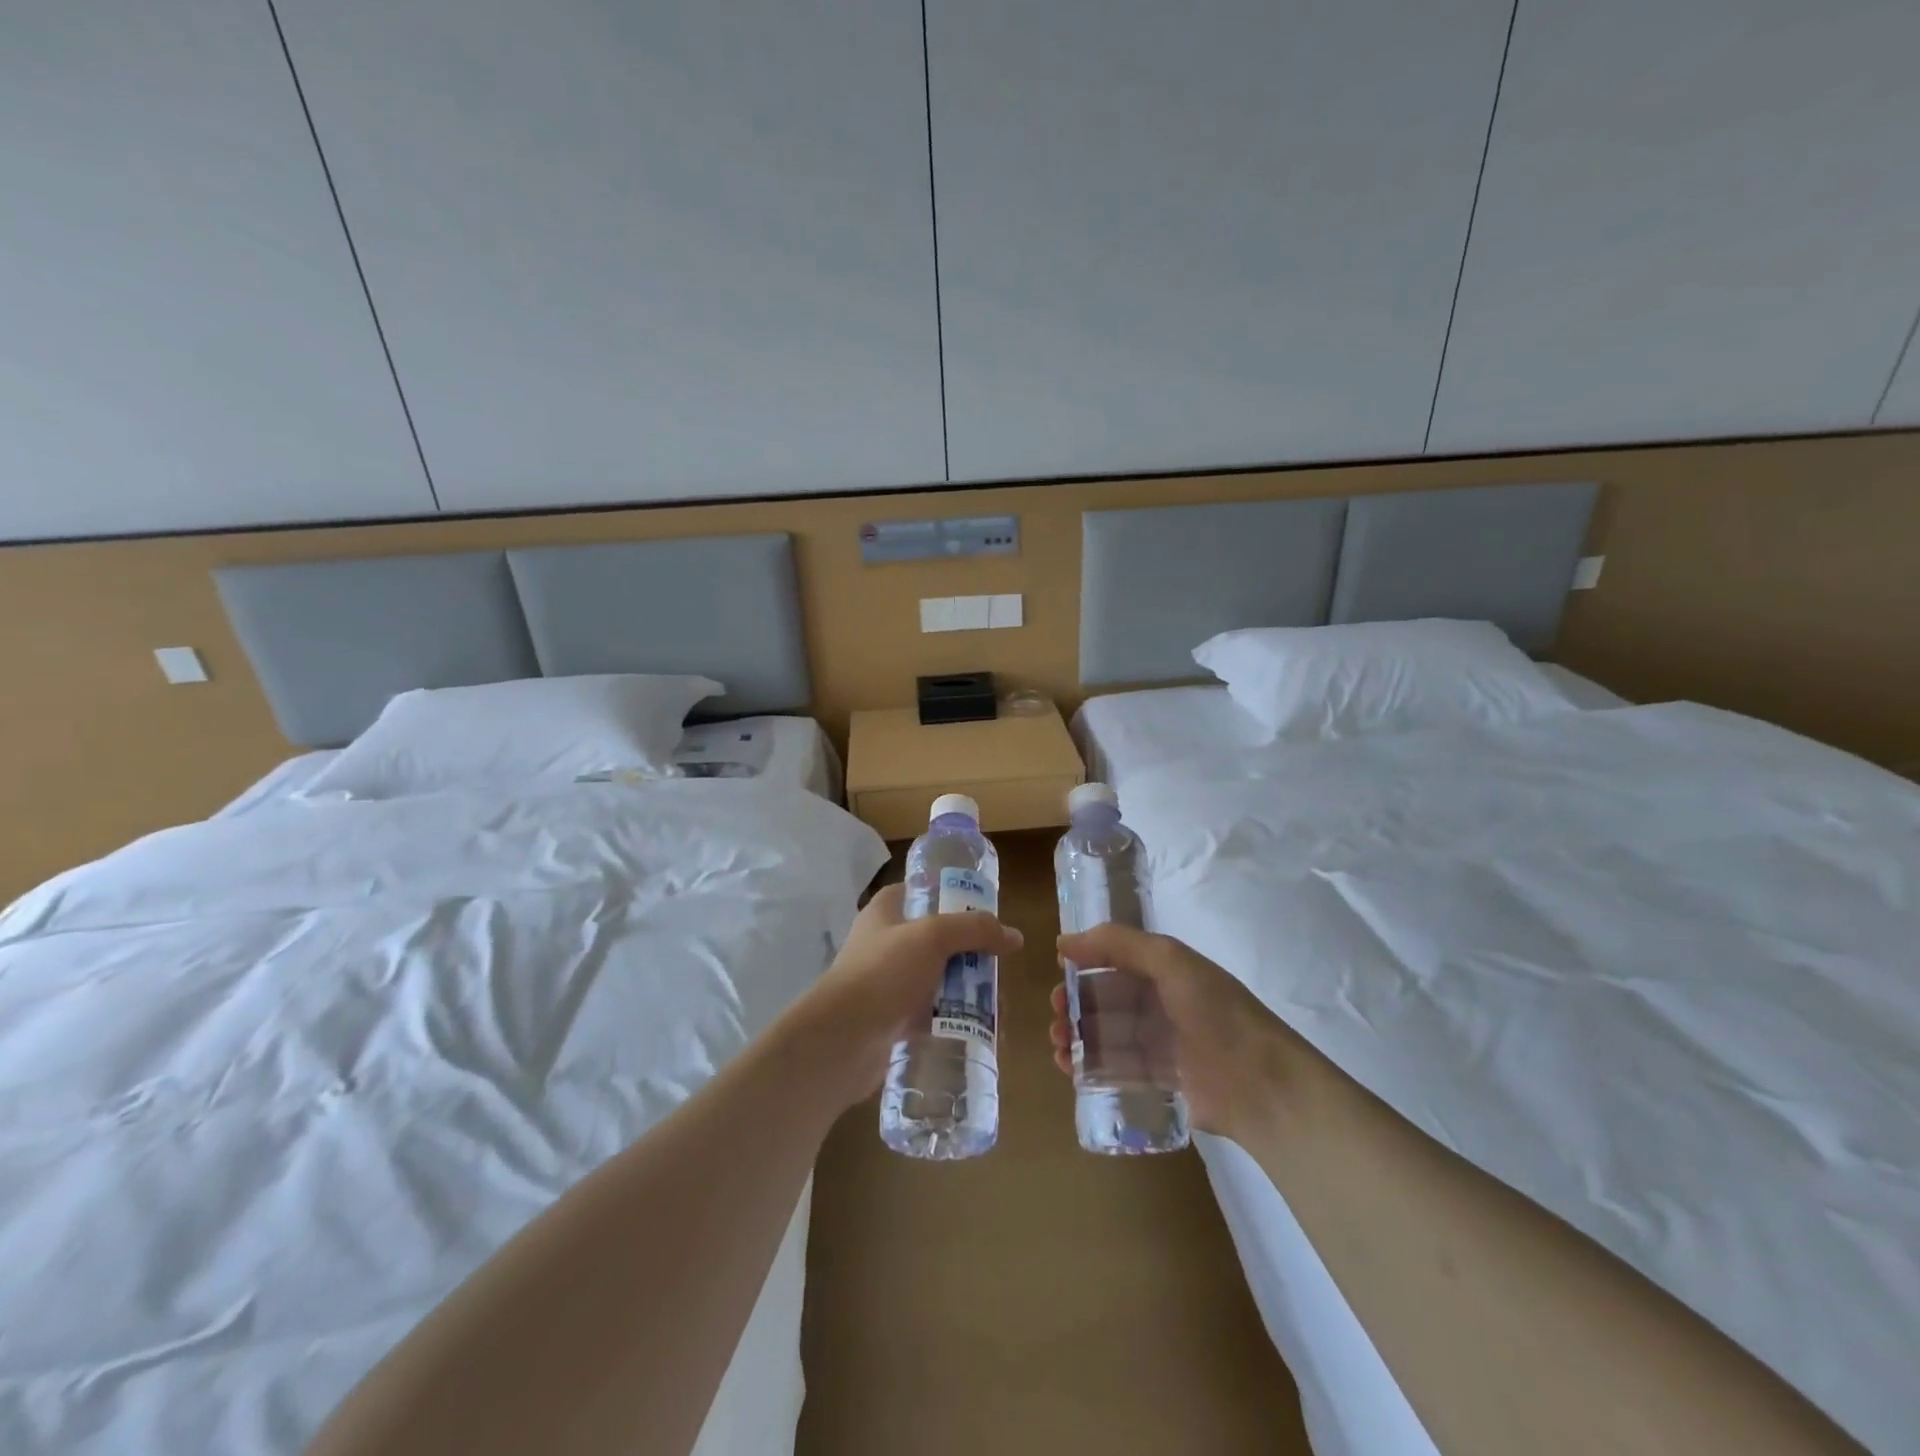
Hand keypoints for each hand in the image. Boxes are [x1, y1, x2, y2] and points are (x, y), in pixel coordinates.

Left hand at [790, 883, 1021, 1108]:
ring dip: (967, 990)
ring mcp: (888, 981)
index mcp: (886, 911)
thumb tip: (1014, 936)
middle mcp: (885, 942)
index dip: (953, 896)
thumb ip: (975, 929)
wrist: (842, 1039)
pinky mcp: (893, 1018)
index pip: (922, 891)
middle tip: (998, 967)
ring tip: (998, 1008)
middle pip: (938, 939)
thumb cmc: (883, 973)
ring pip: (938, 978)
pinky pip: (932, 1013)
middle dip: (971, 954)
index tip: (985, 912)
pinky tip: (981, 1030)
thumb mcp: (932, 937)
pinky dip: (955, 1019)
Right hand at [1051, 924, 1303, 1142]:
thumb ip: (1119, 943)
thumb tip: (1064, 941)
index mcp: (1167, 971)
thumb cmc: (1215, 1014)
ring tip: (1058, 1046)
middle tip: (1055, 1017)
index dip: (1085, 966)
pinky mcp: (1162, 1082)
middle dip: (1076, 1006)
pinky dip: (1092, 1067)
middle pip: (1108, 1000)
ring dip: (1079, 1037)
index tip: (1058, 975)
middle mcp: (1163, 1004)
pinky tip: (1071, 1070)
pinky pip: (1119, 1069)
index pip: (1116, 962)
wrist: (1262, 1086)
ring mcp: (1162, 1044)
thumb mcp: (1170, 961)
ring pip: (1109, 1035)